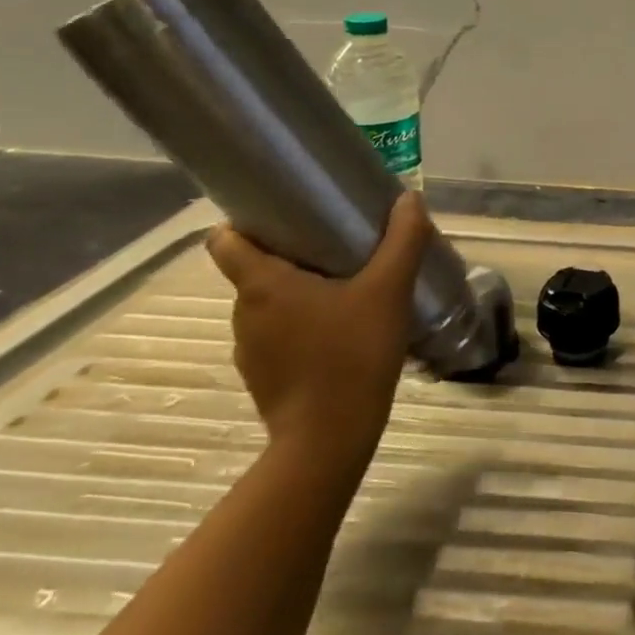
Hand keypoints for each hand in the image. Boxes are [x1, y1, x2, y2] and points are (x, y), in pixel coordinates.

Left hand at [206, 193, 431, 468]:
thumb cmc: (353, 353)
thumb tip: (409, 198)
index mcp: (263, 284)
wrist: (330, 437)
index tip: (281, 214)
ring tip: (345, 290)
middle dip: (289, 255)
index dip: (245, 222)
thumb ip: (402, 240)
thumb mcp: (388, 290)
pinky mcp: (262, 375)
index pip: (225, 240)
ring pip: (268, 304)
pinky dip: (301, 326)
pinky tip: (340, 333)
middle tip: (335, 248)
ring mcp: (249, 348)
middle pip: (254, 269)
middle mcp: (244, 312)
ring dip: (298, 293)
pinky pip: (278, 335)